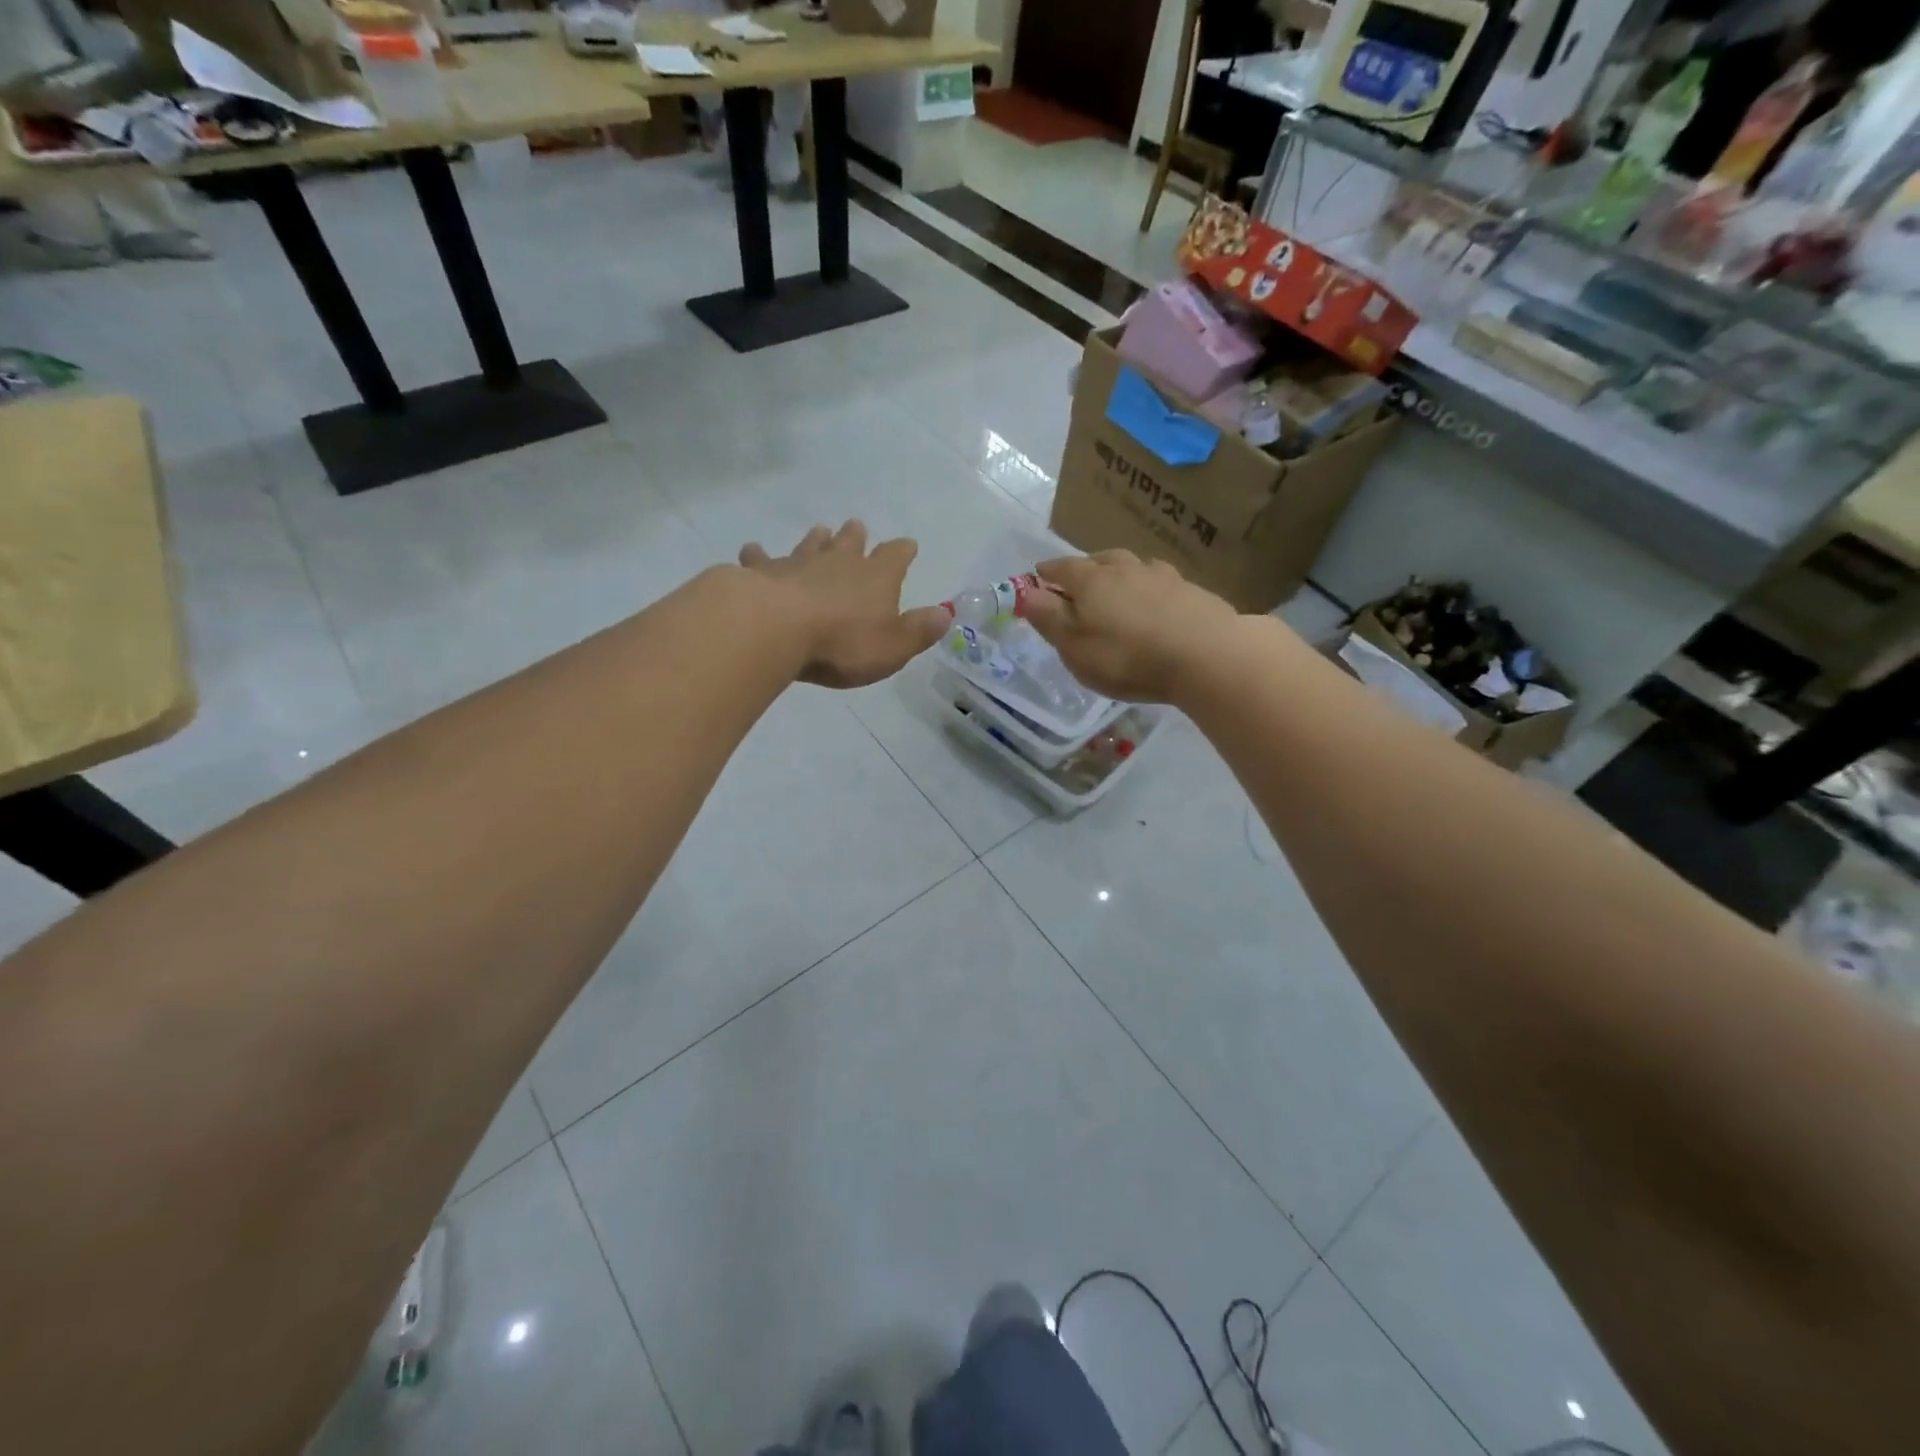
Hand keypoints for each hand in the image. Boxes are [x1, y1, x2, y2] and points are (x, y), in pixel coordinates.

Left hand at [739, 521, 950, 688]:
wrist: (776, 629)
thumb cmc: (842, 643)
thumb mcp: (893, 647)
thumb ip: (919, 631)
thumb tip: (945, 615)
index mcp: (876, 577)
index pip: (895, 556)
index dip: (903, 552)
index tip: (908, 546)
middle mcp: (839, 562)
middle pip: (851, 542)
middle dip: (856, 537)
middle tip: (856, 527)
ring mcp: (799, 563)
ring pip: (811, 544)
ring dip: (817, 539)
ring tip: (819, 532)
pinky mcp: (763, 572)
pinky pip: (761, 559)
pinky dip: (758, 555)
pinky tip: (752, 551)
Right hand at [1020, 549, 1239, 702]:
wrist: (1207, 655)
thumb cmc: (1128, 658)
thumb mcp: (1076, 648)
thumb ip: (1050, 619)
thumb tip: (1026, 593)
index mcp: (1091, 581)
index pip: (1061, 568)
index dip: (1046, 573)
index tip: (1038, 577)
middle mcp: (1125, 569)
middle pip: (1099, 559)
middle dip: (1084, 568)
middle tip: (1077, 581)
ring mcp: (1161, 576)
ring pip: (1133, 566)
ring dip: (1119, 573)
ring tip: (1117, 587)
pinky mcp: (1190, 590)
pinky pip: (1160, 581)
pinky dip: (1149, 587)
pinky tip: (1154, 602)